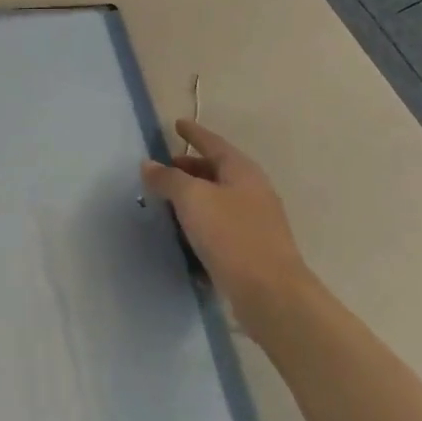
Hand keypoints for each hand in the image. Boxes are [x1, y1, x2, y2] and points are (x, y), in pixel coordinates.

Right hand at [144, 120, 308, 320]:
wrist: (272, 296)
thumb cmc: (232, 236)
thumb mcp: (193, 199)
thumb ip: (168, 178)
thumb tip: (149, 165)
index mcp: (242, 171)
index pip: (213, 143)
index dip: (194, 133)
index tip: (177, 124)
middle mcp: (252, 191)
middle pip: (217, 170)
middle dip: (190, 167)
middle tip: (164, 168)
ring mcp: (255, 222)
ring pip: (218, 199)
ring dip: (194, 197)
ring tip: (167, 201)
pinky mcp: (252, 250)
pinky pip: (221, 226)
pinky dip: (201, 222)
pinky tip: (184, 233)